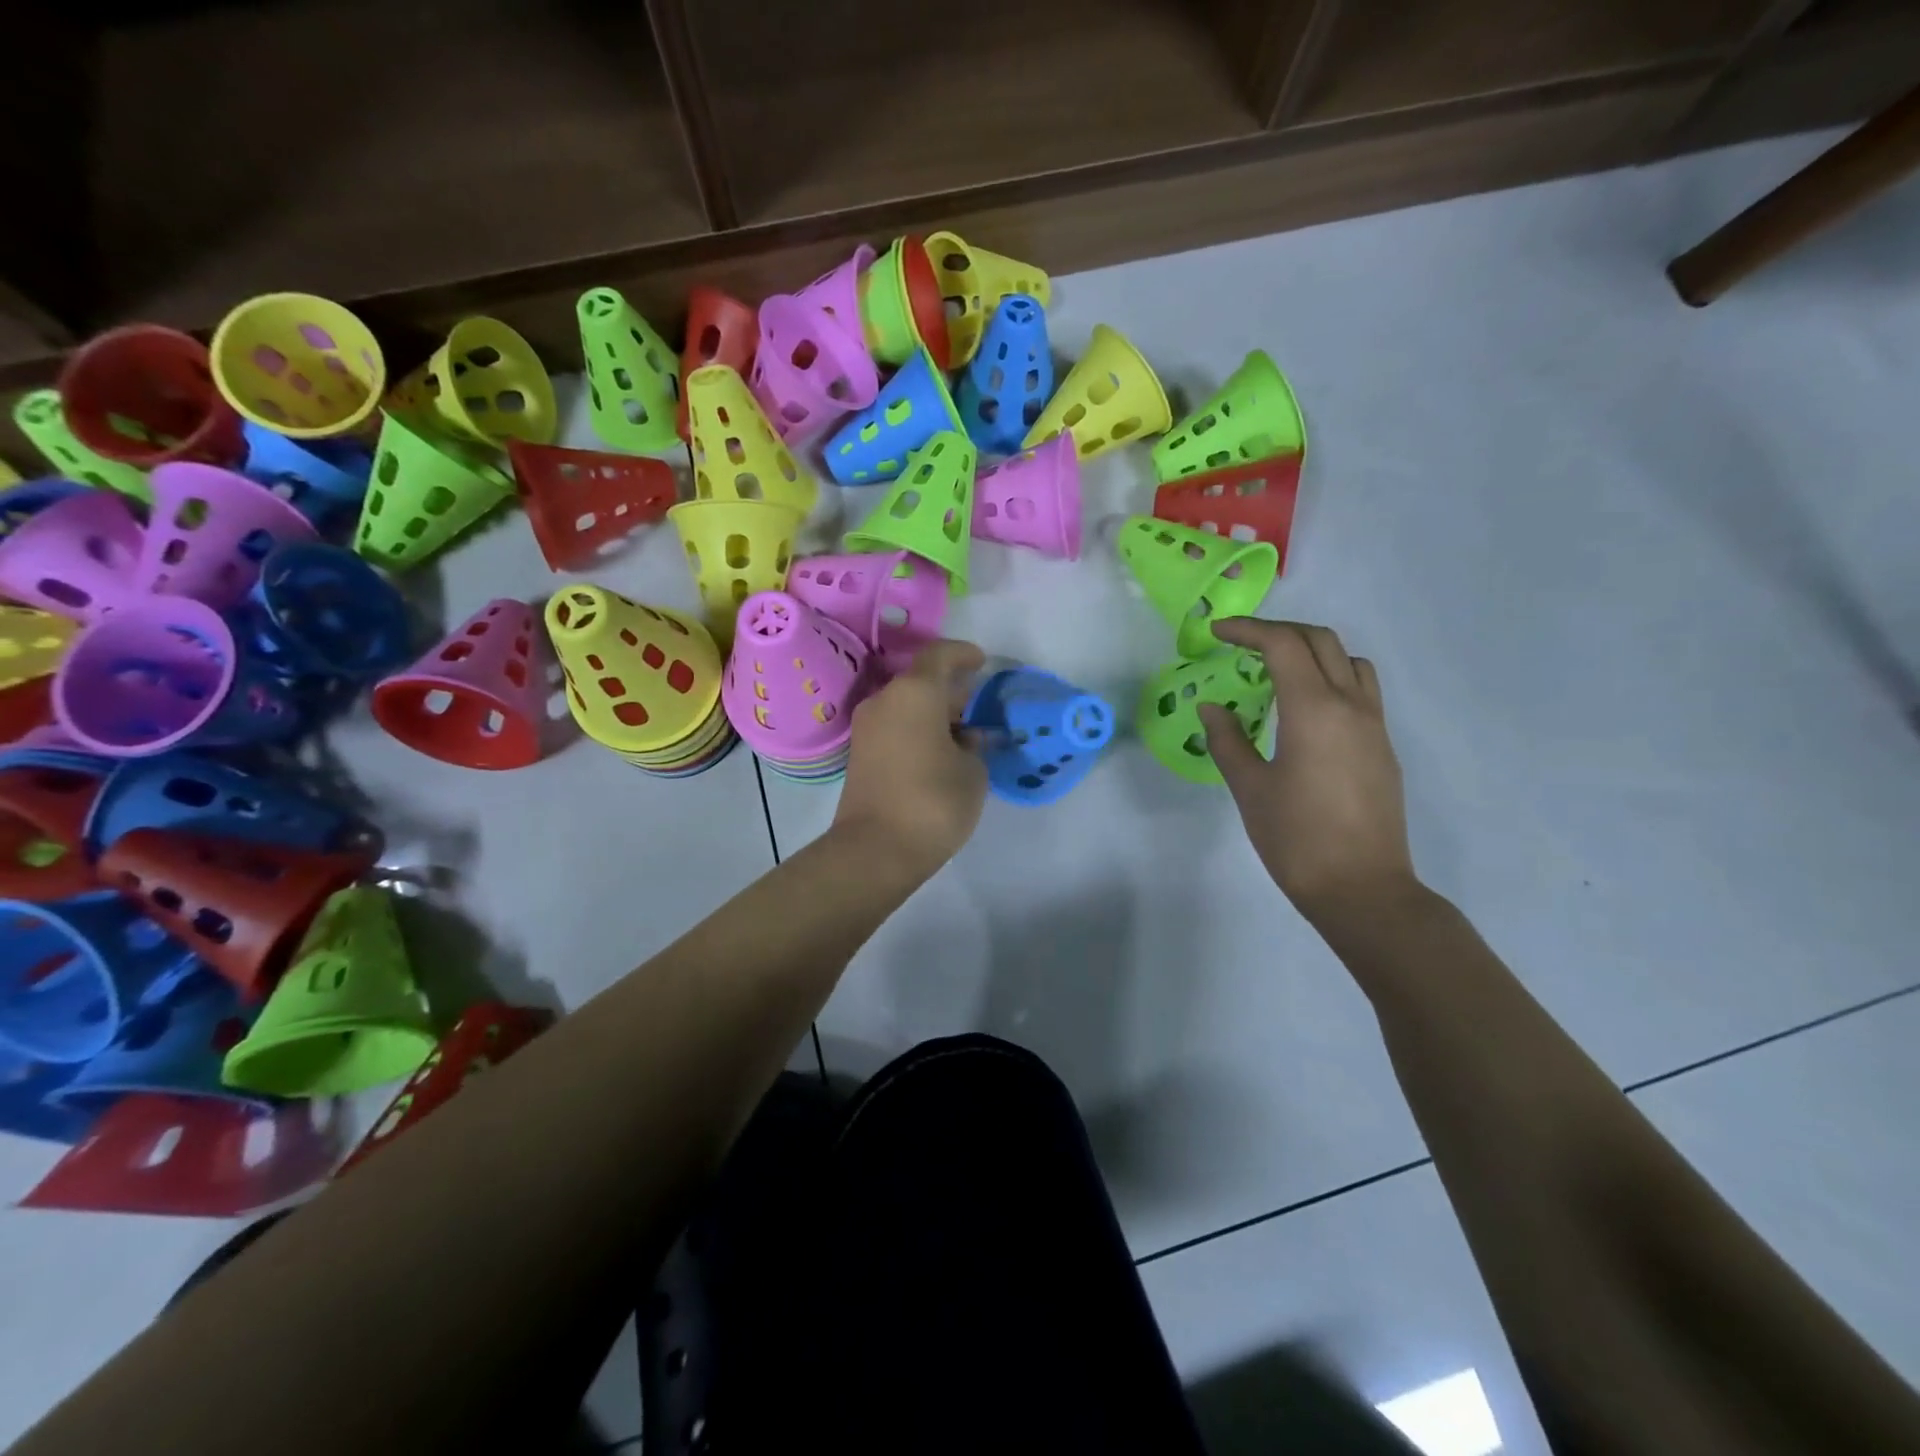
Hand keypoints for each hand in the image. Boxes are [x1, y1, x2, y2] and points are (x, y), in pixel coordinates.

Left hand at [833, 639, 989, 876]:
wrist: (876, 849)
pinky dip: (918, 730)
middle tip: (979, 706)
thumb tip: (967, 738)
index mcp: (915, 692)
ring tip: (964, 734)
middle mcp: (885, 700)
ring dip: (933, 713)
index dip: (963, 654)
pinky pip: (895, 727)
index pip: (940, 655)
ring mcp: (868, 728)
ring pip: (907, 705)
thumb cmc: (934, 800)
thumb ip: (974, 746)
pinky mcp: (860, 754)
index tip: (982, 662)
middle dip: (950, 690)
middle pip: (921, 681)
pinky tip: (941, 752)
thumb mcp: (972, 771)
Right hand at [1200, 618, 1418, 921]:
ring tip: (1278, 671)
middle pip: (1320, 640)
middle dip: (1279, 632)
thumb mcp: (1250, 788)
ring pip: (1349, 661)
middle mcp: (1351, 705)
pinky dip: (1331, 677)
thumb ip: (1228, 740)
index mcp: (1313, 710)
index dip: (1247, 630)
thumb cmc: (1296, 838)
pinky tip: (1305, 710)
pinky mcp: (1383, 747)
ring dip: (1312, 651)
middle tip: (1242, 645)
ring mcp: (1374, 725)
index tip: (1217, 633)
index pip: (1283, 645)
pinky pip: (1361, 689)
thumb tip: (1212, 707)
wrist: (1361, 888)